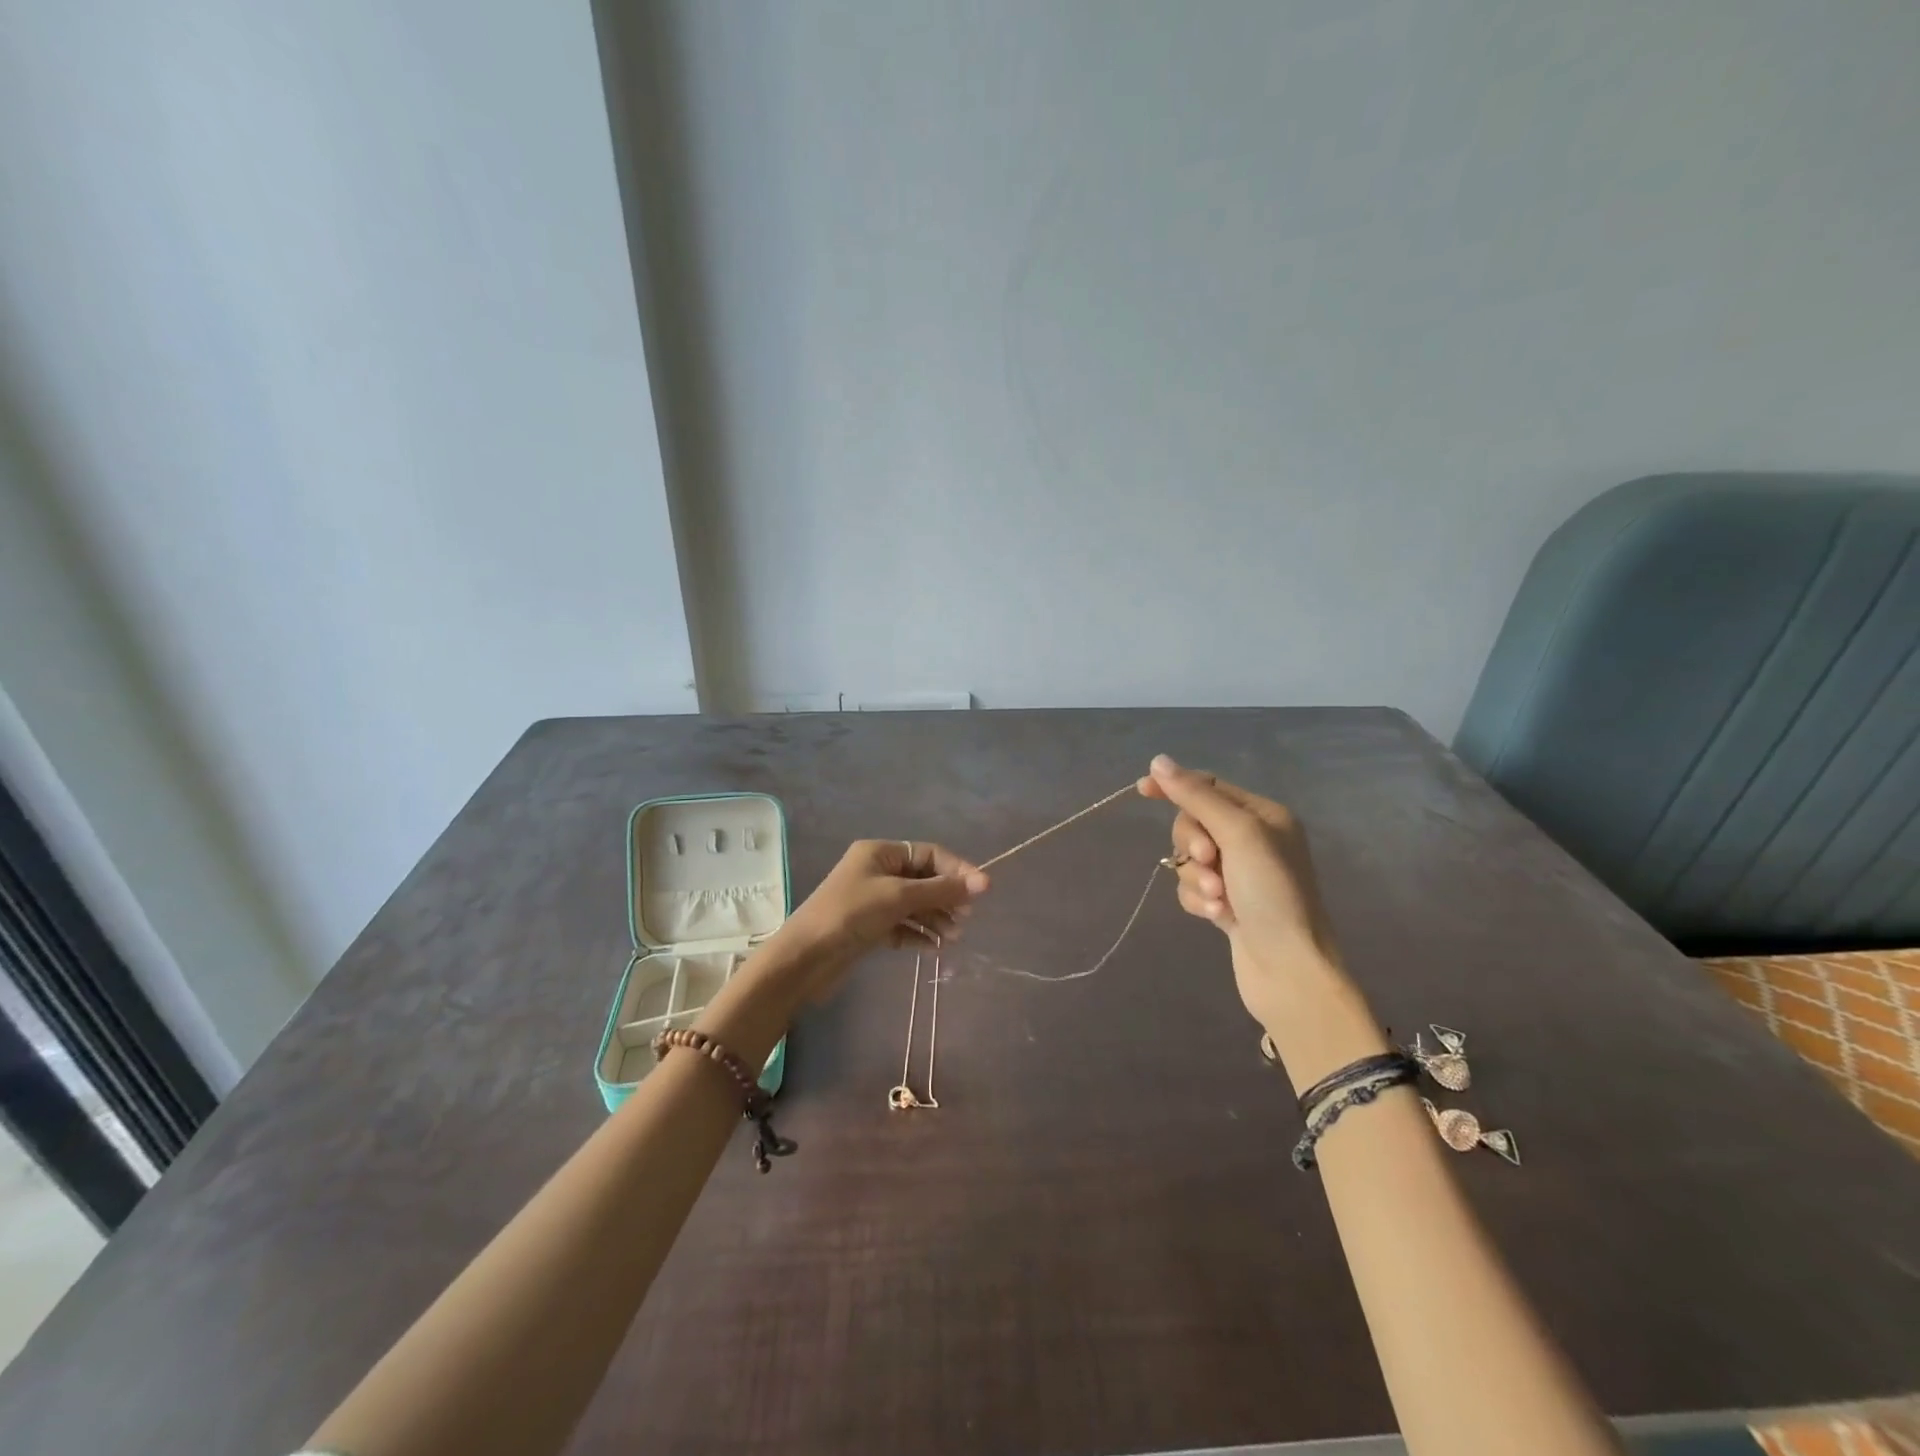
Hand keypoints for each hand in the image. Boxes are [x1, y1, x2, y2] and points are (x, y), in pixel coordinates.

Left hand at [775, 839, 989, 999]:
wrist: (805, 958)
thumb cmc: (851, 915)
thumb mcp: (899, 897)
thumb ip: (941, 890)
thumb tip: (983, 882)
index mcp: (880, 853)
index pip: (929, 854)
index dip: (957, 870)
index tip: (982, 891)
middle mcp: (876, 871)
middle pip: (923, 879)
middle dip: (947, 897)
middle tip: (966, 919)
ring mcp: (872, 900)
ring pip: (915, 904)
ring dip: (936, 918)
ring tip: (953, 938)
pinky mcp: (869, 927)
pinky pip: (903, 925)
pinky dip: (920, 934)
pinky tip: (935, 948)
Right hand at [1138, 755, 1342, 1034]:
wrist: (1290, 970)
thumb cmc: (1272, 894)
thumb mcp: (1237, 834)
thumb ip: (1196, 796)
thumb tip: (1159, 761)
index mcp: (1263, 815)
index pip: (1209, 786)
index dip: (1176, 786)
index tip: (1142, 790)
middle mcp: (1253, 840)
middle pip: (1194, 823)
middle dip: (1192, 844)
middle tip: (1210, 861)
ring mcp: (1240, 874)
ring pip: (1190, 859)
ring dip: (1196, 877)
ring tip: (1217, 899)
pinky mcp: (1227, 904)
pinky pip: (1193, 887)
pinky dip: (1198, 899)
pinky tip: (1217, 917)